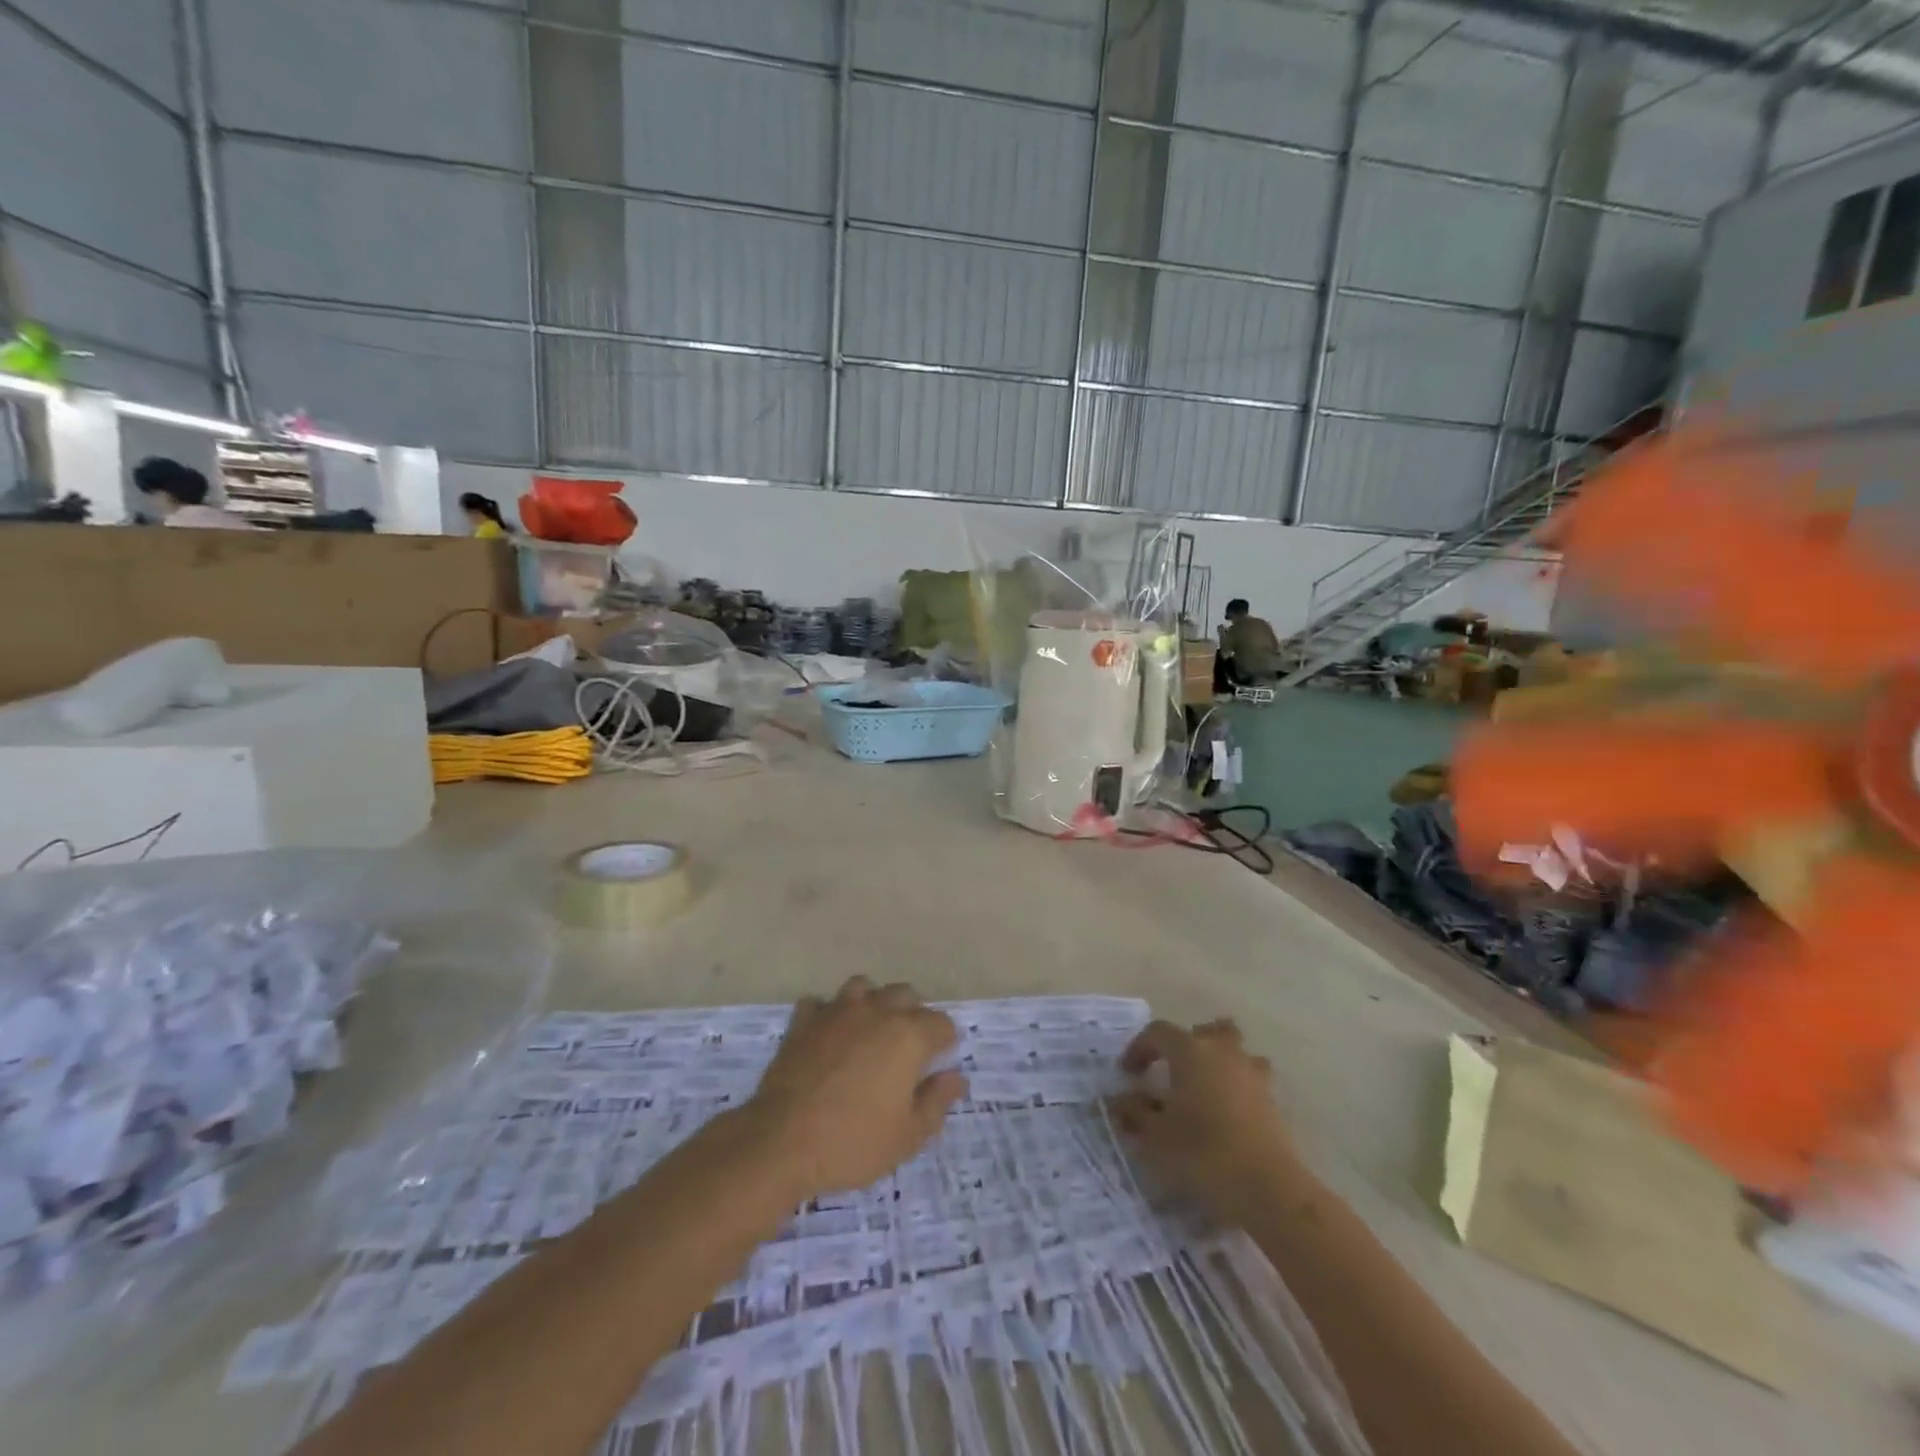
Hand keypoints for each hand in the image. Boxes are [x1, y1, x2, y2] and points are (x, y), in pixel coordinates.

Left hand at [746, 977, 965, 1198]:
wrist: (781, 1142)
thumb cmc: (853, 1142)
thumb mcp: (908, 1136)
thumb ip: (937, 1101)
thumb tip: (956, 1077)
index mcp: (908, 1036)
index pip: (941, 1023)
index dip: (944, 1042)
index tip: (938, 1064)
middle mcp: (876, 1011)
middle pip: (905, 995)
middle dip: (913, 1015)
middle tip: (906, 1050)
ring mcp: (836, 1011)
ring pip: (863, 987)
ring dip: (871, 1003)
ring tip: (868, 1032)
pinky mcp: (803, 1021)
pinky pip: (820, 1004)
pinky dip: (827, 1014)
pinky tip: (827, 1036)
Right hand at [1111, 1018, 1296, 1224]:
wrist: (1267, 1187)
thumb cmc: (1202, 1152)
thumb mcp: (1155, 1136)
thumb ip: (1134, 1113)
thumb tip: (1120, 1101)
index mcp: (1190, 1050)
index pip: (1158, 1032)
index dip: (1139, 1048)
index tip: (1128, 1074)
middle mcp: (1222, 1051)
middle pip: (1204, 1031)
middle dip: (1186, 1045)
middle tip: (1171, 1071)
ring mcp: (1252, 1072)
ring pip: (1234, 1050)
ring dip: (1217, 1061)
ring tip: (1203, 1088)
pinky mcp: (1272, 1099)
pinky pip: (1250, 1077)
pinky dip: (1236, 1086)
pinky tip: (1226, 1112)